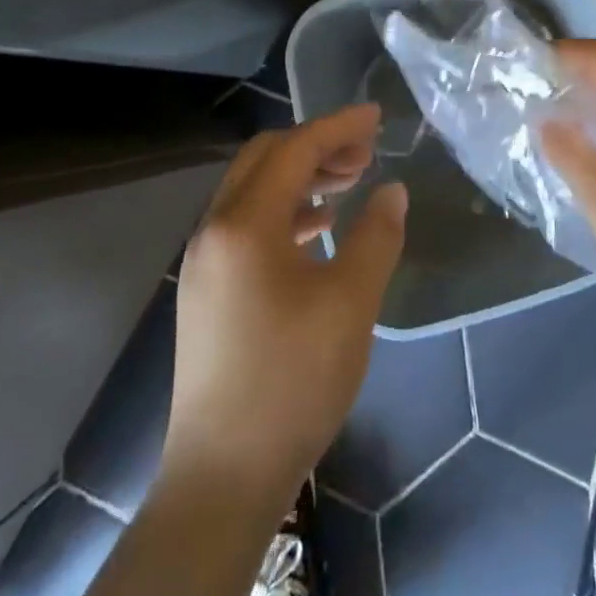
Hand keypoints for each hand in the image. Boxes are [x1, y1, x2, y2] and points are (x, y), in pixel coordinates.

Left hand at [163, 105, 406, 511]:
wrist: (222, 478)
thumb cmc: (292, 381)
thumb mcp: (351, 303)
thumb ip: (376, 236)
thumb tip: (392, 190)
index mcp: (244, 223)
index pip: (295, 149)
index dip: (339, 126)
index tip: (377, 117)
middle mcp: (214, 228)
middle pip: (266, 158)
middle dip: (318, 145)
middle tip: (365, 152)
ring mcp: (203, 260)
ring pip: (254, 190)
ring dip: (301, 177)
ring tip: (349, 184)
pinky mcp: (205, 290)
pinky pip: (246, 224)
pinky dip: (284, 211)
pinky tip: (317, 228)